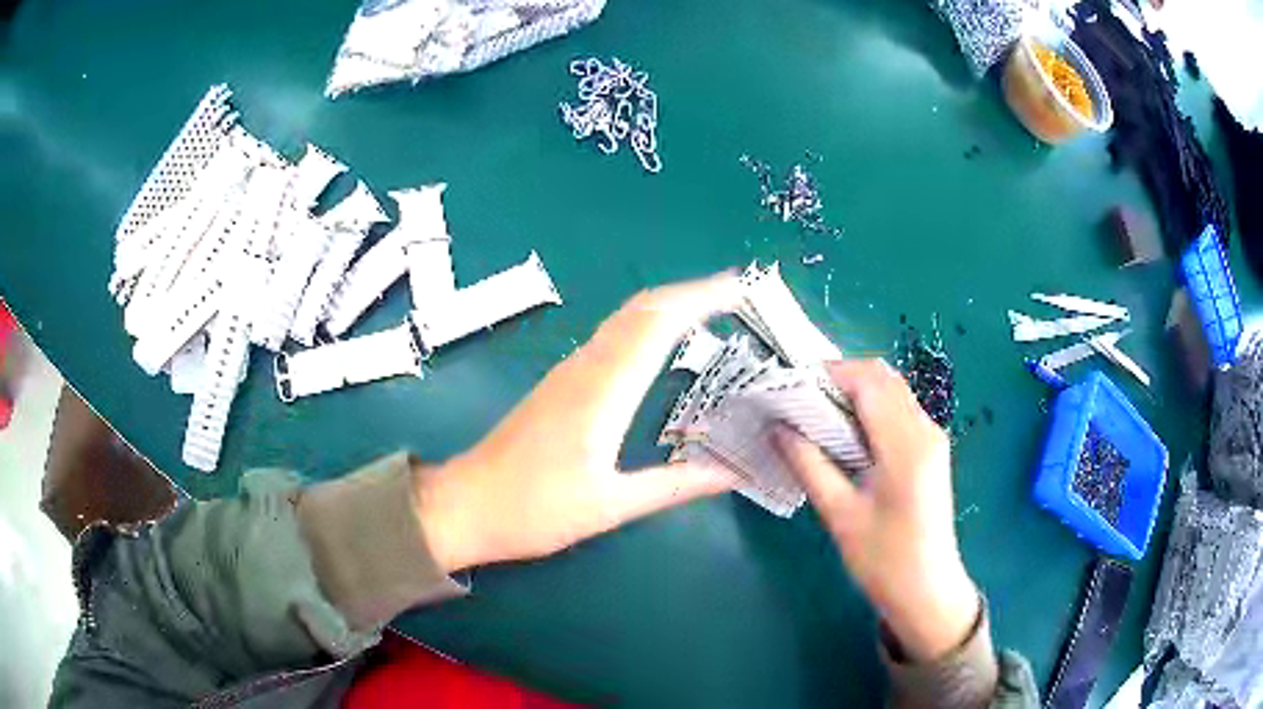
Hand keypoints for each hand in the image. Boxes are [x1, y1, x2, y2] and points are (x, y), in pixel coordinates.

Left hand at [414, 274, 742, 573]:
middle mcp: (585, 368)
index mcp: (602, 391)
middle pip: (641, 310)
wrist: (466, 505)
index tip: (739, 287)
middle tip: (736, 297)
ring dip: (668, 308)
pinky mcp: (561, 384)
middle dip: (690, 293)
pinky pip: (612, 339)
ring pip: (624, 320)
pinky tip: (665, 347)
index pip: (657, 323)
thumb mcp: (611, 505)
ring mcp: (569, 372)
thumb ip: (675, 486)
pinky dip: (647, 328)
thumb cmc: (533, 509)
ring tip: (713, 314)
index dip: (700, 297)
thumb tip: (732, 473)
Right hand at [774, 360, 978, 661]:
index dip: (828, 373)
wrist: (927, 591)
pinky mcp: (929, 450)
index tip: (790, 386)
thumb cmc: (883, 560)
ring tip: (814, 415)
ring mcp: (931, 438)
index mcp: (906, 445)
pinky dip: (869, 409)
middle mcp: (925, 430)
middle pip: (882, 378)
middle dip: (839, 379)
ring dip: (854, 392)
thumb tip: (777, 427)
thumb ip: (809, 464)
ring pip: (891, 391)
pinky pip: (898, 411)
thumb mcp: (840, 515)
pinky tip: (843, 434)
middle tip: (799, 400)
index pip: (868, 382)